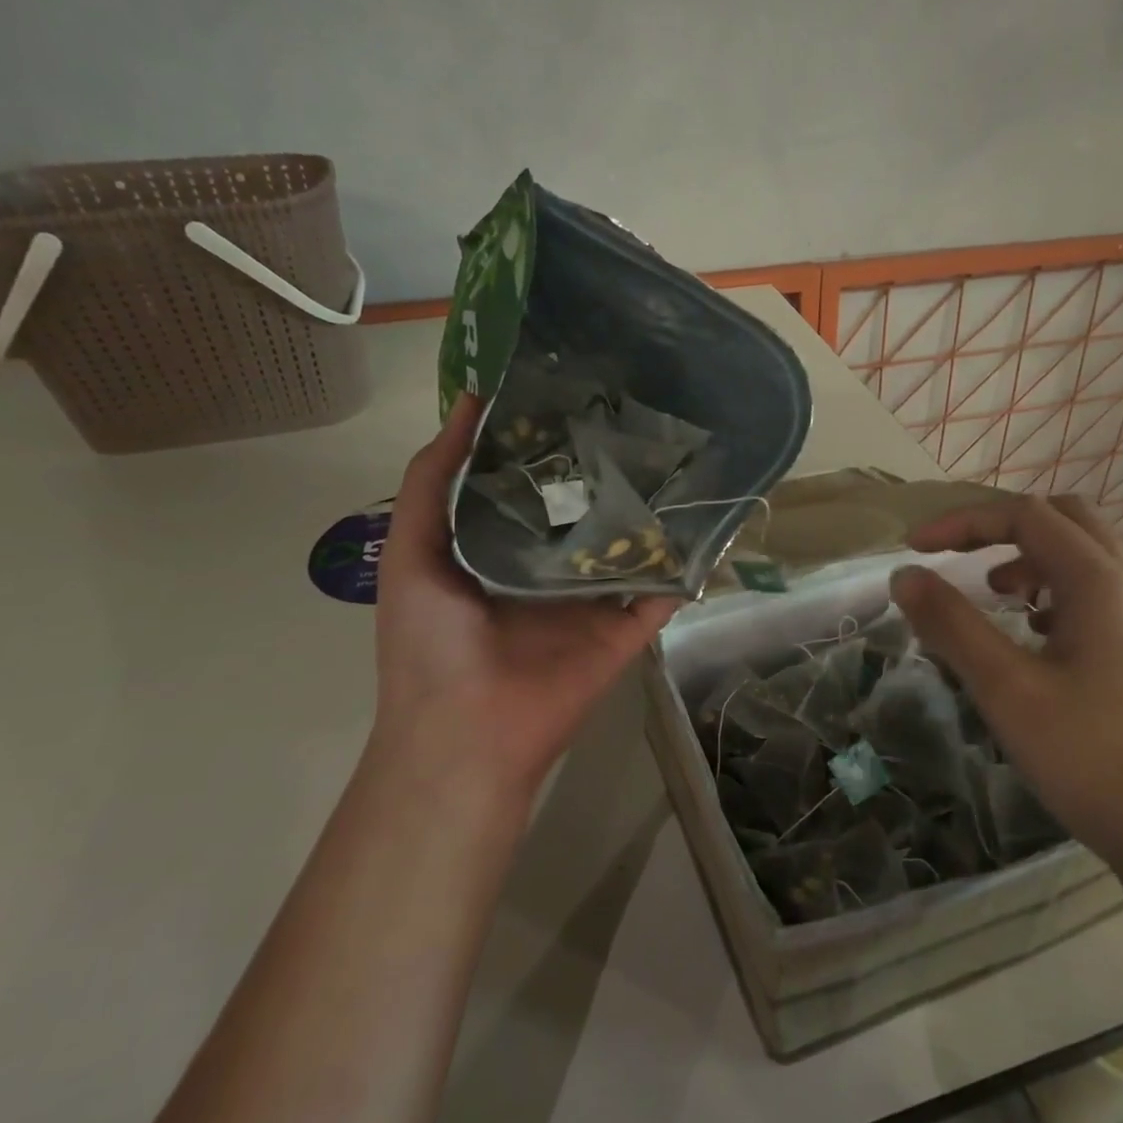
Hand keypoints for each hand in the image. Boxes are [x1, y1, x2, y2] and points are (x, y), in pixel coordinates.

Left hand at [372, 395, 679, 802]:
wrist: (466, 731)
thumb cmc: (430, 640)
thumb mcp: (413, 549)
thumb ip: (433, 480)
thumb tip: (470, 403)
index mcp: (502, 548)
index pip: (534, 484)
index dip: (551, 441)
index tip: (577, 390)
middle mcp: (551, 567)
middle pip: (587, 509)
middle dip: (607, 468)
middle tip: (640, 411)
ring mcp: (593, 599)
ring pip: (630, 544)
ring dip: (653, 509)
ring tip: (682, 453)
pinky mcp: (626, 628)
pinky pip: (662, 590)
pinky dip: (685, 562)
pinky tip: (709, 517)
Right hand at [889, 495, 1122, 898]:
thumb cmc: (1092, 758)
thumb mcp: (1006, 689)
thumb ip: (951, 624)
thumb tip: (904, 575)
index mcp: (1098, 580)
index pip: (1024, 515)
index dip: (962, 522)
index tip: (913, 549)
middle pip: (1065, 518)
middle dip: (1003, 525)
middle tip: (960, 554)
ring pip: (1087, 553)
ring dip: (1033, 555)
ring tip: (996, 591)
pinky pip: (1099, 590)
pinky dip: (1056, 588)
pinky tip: (1034, 632)